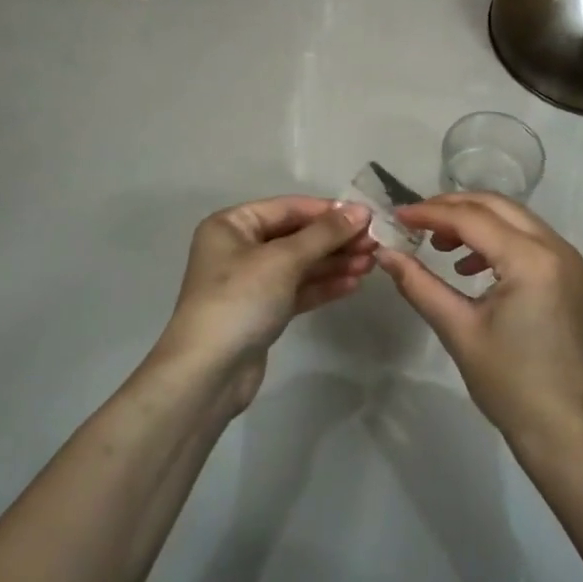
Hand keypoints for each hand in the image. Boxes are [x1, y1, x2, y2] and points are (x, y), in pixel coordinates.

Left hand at [153, 196, 375, 411]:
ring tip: (371, 264)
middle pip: (296, 236)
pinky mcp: (262, 311)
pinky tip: (353, 284)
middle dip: (335, 239)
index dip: (329, 211)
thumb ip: (324, 234)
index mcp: (232, 225)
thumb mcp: (283, 260)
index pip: (289, 208)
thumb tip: (361, 210)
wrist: (207, 373)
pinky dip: (324, 285)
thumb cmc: (239, 300)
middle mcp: (239, 248)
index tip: (368, 216)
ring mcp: (250, 282)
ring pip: (300, 264)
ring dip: (334, 262)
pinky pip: (298, 289)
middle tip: (375, 243)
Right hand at [377, 193, 582, 449]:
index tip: (396, 216)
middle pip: (497, 206)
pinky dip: (498, 239)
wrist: (562, 427)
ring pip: (515, 218)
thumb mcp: (457, 330)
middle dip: (453, 207)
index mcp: (531, 260)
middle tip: (416, 221)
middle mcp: (556, 248)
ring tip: (439, 244)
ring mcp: (569, 260)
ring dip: (475, 221)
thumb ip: (419, 284)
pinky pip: (530, 239)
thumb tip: (384, 253)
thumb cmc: (507, 382)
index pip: (472, 218)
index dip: (430, 213)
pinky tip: (470, 265)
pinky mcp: (571, 274)